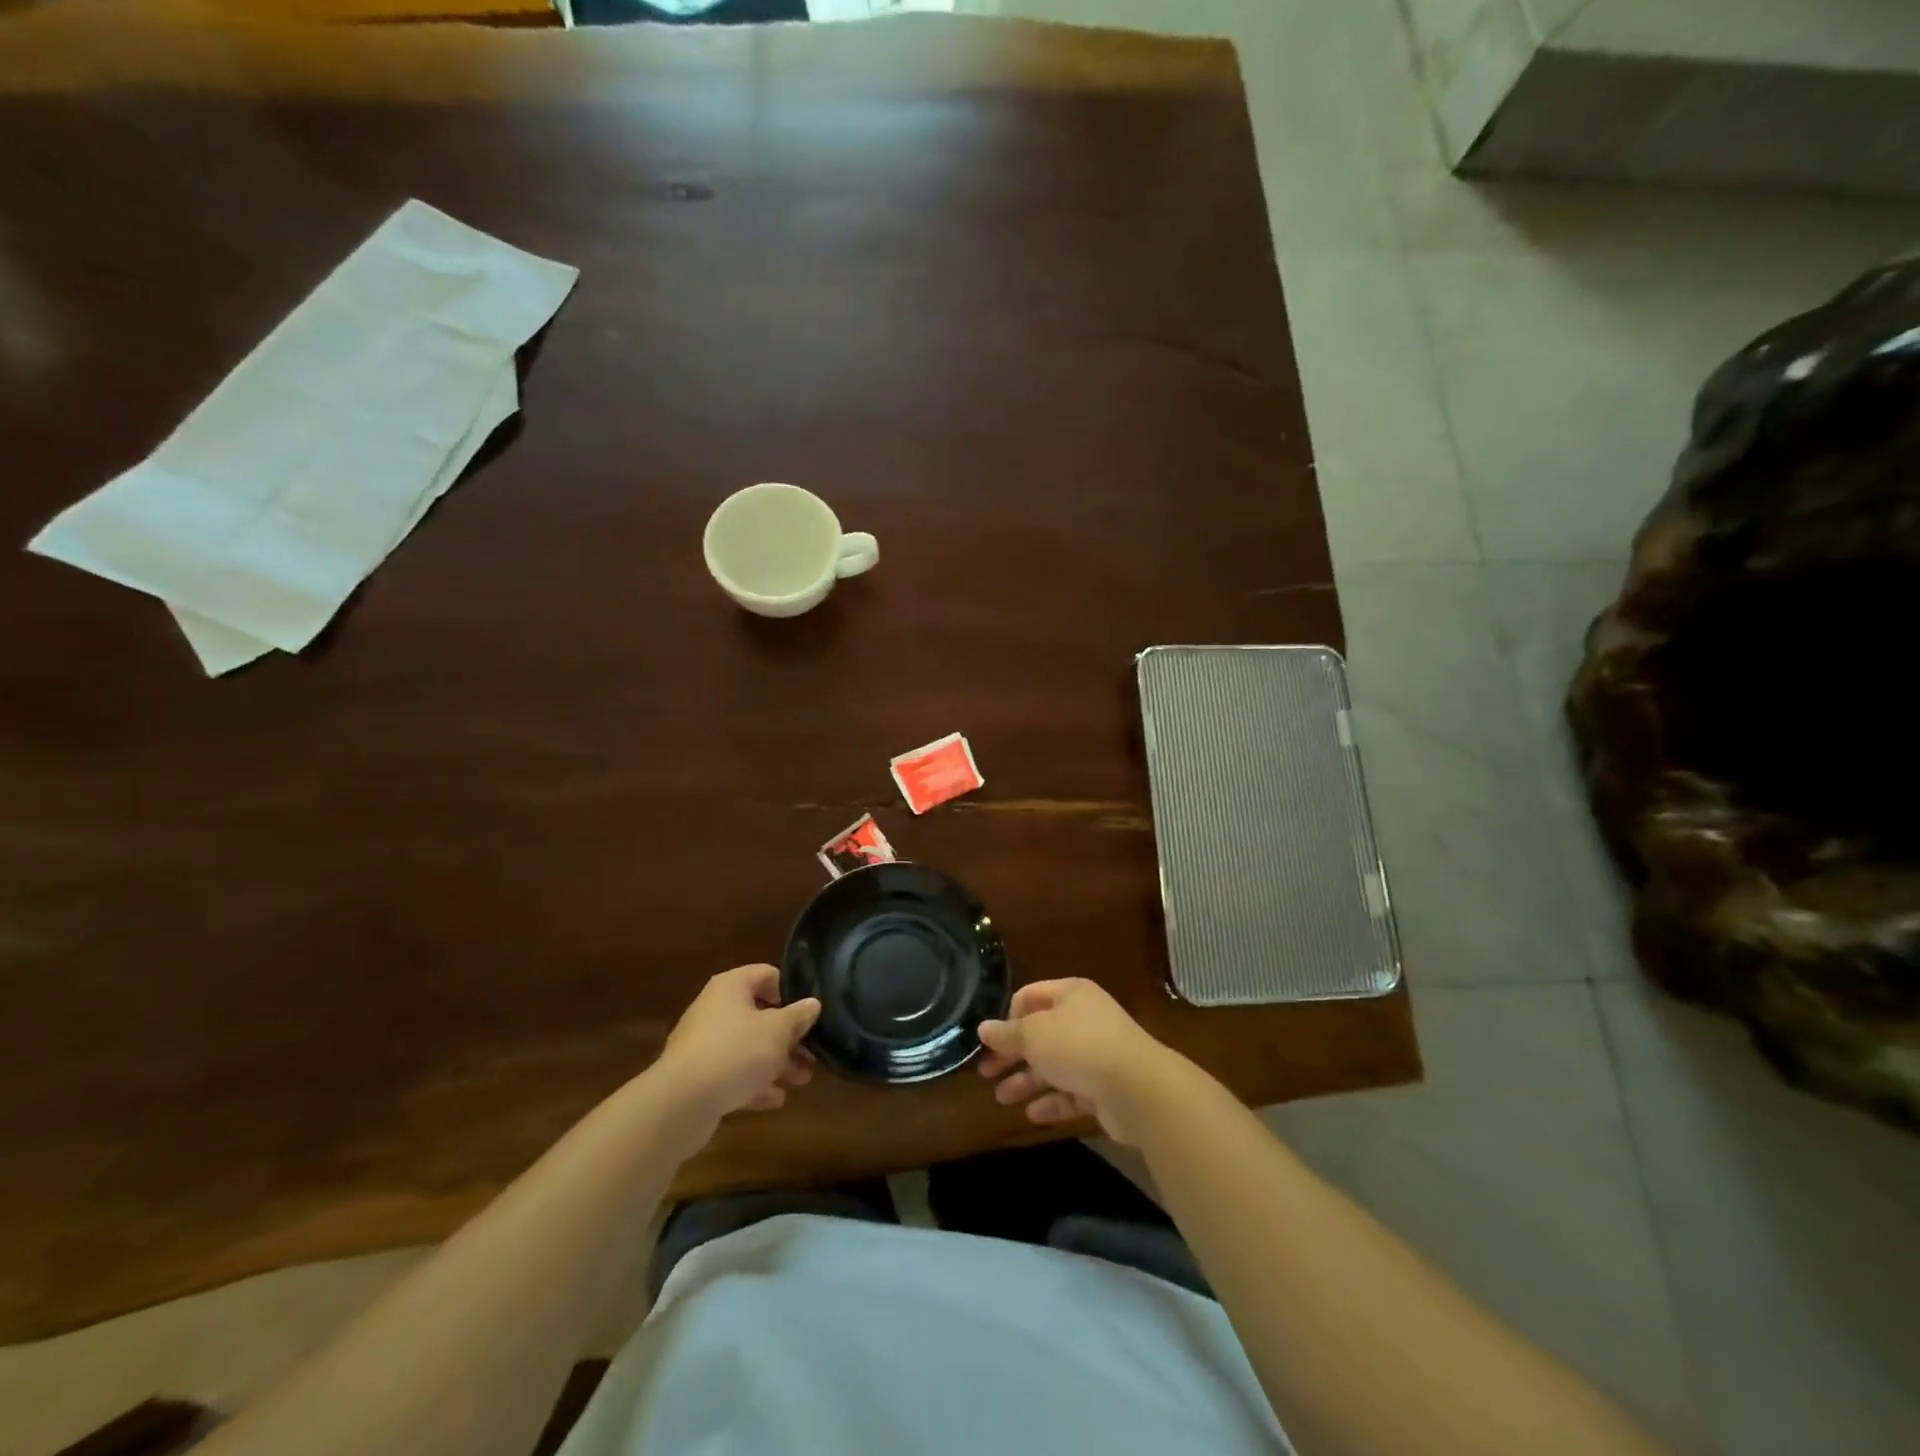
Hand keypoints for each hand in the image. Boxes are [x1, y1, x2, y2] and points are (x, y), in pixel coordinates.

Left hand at [654, 964, 819, 1135]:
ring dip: (776, 1062)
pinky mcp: (699, 1077)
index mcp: (731, 987)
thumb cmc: (735, 1052)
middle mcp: (715, 1009)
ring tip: (802, 1080)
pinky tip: (776, 1099)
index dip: (791, 990)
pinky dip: (755, 1083)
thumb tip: (813, 1003)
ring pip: (748, 1047)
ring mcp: (704, 1044)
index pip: (767, 974)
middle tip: (812, 1053)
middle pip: (760, 1015)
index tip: (809, 1013)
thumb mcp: (778, 1031)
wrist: (680, 1104)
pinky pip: (733, 1074)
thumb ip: (798, 1016)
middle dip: (788, 1036)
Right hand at [977, 979, 1188, 1145]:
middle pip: (1040, 1034)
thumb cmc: (1078, 1047)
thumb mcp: (1033, 1035)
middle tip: (986, 1073)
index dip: (1007, 1017)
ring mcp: (1096, 1054)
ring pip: (1054, 1065)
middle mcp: (1084, 1019)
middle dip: (1013, 1054)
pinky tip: (1032, 1114)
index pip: (1030, 997)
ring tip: (1001, 1098)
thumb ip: (1006, 1034)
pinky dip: (1052, 1101)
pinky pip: (1071, 1092)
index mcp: (1070, 994)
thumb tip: (983, 1028)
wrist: (1137, 1088)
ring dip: (1027, 1080)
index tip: (991, 1041)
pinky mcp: (1105, 1087)